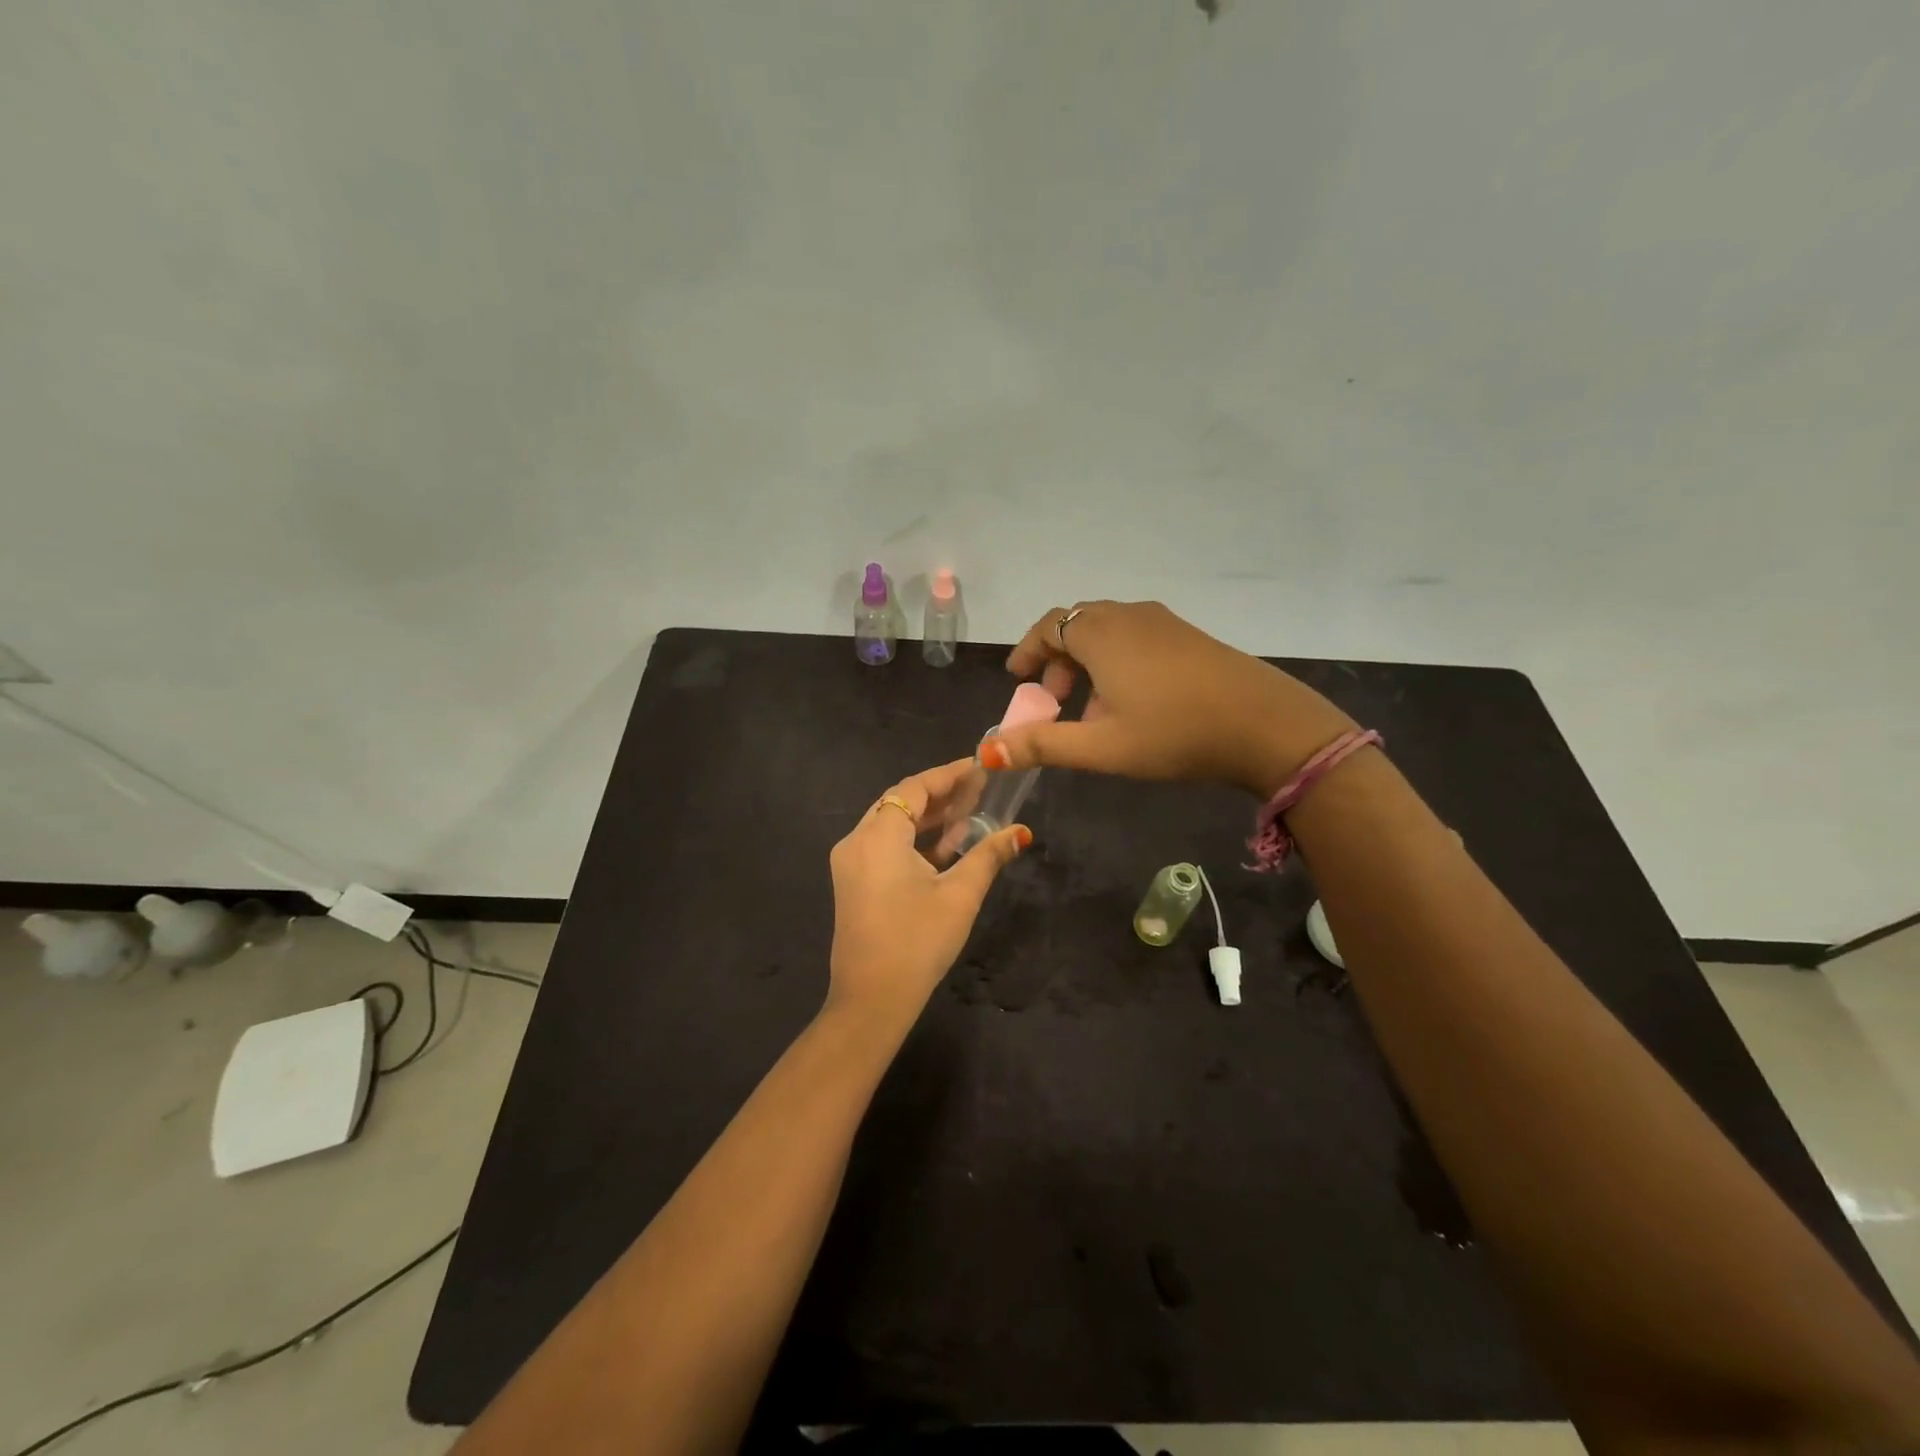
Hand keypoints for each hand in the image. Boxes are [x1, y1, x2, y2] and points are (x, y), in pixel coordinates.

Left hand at [826, 758, 1030, 1029]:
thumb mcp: (960, 895)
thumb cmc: (917, 942)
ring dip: (928, 819)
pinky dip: (913, 841)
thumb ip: (988, 856)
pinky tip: (946, 847)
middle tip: (980, 789)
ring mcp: (850, 863)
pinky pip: (884, 846)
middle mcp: (856, 841)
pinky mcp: (852, 882)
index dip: (948, 775)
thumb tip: (1021, 833)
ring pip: (891, 824)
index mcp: (878, 836)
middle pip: (900, 802)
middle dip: (940, 795)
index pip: (914, 788)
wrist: (871, 1000)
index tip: (979, 767)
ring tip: (969, 814)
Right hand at [983, 601, 1355, 797]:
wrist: (1265, 725)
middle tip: (1054, 699)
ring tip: (1093, 709)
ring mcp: (1164, 622)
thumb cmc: (1174, 733)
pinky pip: (1137, 637)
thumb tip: (986, 751)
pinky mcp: (1189, 635)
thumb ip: (1042, 746)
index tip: (1018, 680)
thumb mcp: (1101, 746)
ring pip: (1110, 632)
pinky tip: (1133, 702)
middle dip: (1057, 660)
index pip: (1049, 627)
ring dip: (1089, 663)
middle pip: (1077, 625)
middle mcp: (1129, 615)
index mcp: (1101, 633)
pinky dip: (1118, 661)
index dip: (1027, 651)